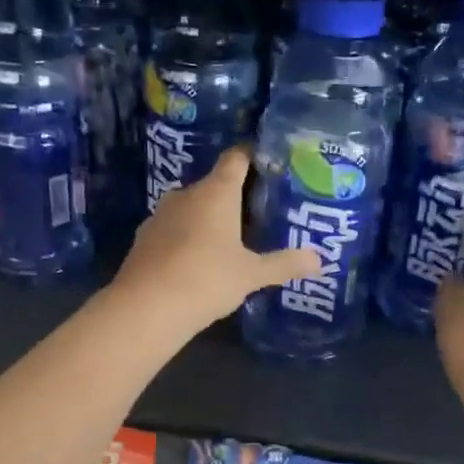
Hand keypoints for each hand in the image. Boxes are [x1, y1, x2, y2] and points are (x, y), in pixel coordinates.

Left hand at [111, 147, 321, 333]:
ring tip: (231, 237)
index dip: (252, 155)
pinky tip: (198, 258)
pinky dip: (187, 237)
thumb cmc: (206, 279)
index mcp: (216, 192)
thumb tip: (319, 259)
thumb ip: (284, 264)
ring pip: (191, 207)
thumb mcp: (251, 274)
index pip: (236, 158)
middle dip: (234, 196)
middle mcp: (186, 194)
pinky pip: (173, 228)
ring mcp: (161, 215)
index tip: (269, 162)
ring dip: (209, 218)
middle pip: (214, 184)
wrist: (146, 307)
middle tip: (259, 211)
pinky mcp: (144, 237)